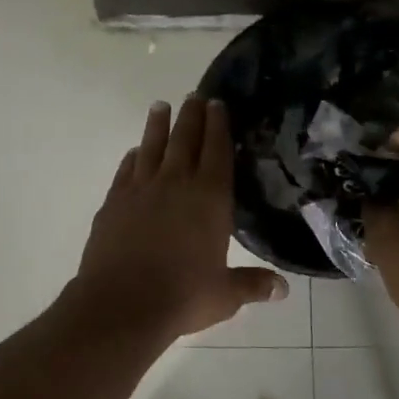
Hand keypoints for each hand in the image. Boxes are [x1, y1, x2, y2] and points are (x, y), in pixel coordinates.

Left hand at [77, 96, 287, 337]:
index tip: (217, 104)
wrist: (122, 303)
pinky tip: (134, 152)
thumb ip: (252, 285)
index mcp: (209, 198)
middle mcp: (176, 184)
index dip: (218, 126)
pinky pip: (126, 170)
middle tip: (194, 95)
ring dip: (157, 125)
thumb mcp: (224, 295)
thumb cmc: (182, 297)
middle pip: (185, 139)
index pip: (216, 151)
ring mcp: (141, 189)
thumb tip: (283, 289)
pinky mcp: (114, 201)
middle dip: (191, 115)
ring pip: (151, 146)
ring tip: (160, 106)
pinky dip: (132, 157)